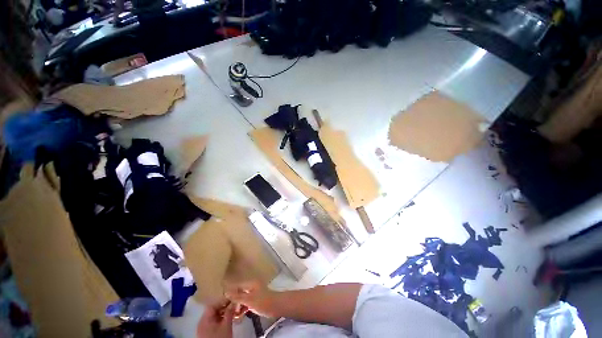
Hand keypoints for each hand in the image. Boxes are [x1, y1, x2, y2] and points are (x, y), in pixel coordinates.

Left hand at [196, 300, 234, 337]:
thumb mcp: (226, 324)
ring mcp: (204, 329)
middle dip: (224, 307)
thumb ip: (229, 312)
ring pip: (215, 316)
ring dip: (224, 313)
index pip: (212, 305)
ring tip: (234, 312)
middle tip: (234, 305)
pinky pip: (214, 322)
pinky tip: (229, 319)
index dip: (222, 301)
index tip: (232, 298)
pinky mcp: (207, 334)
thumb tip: (233, 302)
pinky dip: (222, 319)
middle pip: (213, 310)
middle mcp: (202, 322)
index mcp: (204, 319)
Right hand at [225, 281, 278, 317]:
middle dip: (232, 301)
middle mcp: (251, 286)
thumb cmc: (263, 301)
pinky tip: (239, 315)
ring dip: (237, 306)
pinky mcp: (255, 300)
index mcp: (250, 283)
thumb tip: (226, 292)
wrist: (275, 306)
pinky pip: (246, 302)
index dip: (229, 292)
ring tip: (233, 314)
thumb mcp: (249, 300)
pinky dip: (242, 308)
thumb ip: (237, 296)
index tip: (222, 300)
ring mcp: (253, 293)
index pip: (236, 286)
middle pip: (238, 292)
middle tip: (227, 309)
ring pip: (242, 298)